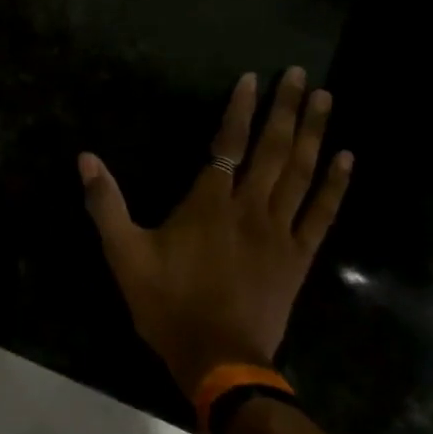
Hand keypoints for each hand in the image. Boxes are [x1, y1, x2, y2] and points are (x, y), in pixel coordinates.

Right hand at [79, 68, 352, 397]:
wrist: (218, 359)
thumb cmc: (167, 304)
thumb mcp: (123, 254)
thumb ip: (106, 204)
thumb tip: (86, 158)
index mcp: (208, 204)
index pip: (227, 144)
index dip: (240, 110)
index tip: (253, 78)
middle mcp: (249, 208)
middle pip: (272, 149)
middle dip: (285, 109)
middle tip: (299, 74)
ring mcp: (279, 232)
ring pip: (301, 173)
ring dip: (312, 133)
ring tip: (324, 98)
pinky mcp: (298, 257)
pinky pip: (321, 213)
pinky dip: (335, 184)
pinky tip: (346, 157)